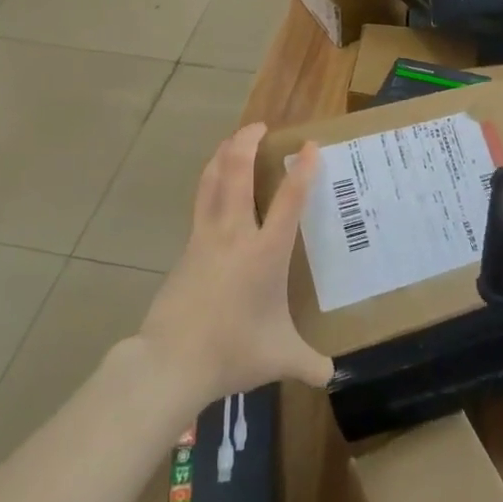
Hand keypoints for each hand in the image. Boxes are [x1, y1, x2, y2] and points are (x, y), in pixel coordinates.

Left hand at [135, 124, 332, 406]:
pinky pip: (200, 201)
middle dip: (247, 141)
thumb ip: (309, 363)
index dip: (302, 169)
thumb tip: (331, 374)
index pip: (289, 200)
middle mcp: (235, 233)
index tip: (310, 145)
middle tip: (259, 127)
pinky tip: (214, 184)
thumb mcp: (279, 358)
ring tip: (234, 141)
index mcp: (265, 252)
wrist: (171, 361)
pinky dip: (210, 181)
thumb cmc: (232, 351)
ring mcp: (205, 236)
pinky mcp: (187, 246)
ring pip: (212, 179)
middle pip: (237, 172)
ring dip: (223, 154)